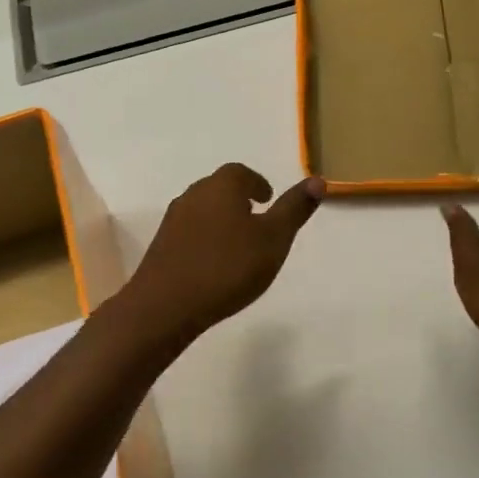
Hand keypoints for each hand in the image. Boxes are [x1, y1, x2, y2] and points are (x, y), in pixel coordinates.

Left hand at [120, 164, 324, 343]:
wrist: (166, 304)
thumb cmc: (228, 267)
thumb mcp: (274, 239)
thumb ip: (294, 209)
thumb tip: (317, 180)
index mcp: (221, 187)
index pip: (240, 173)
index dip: (256, 183)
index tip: (267, 199)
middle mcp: (193, 195)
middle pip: (218, 188)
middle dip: (238, 199)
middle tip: (256, 218)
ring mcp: (173, 220)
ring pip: (202, 210)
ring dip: (220, 219)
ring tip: (238, 243)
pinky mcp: (161, 246)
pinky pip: (189, 233)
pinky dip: (205, 238)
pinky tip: (214, 263)